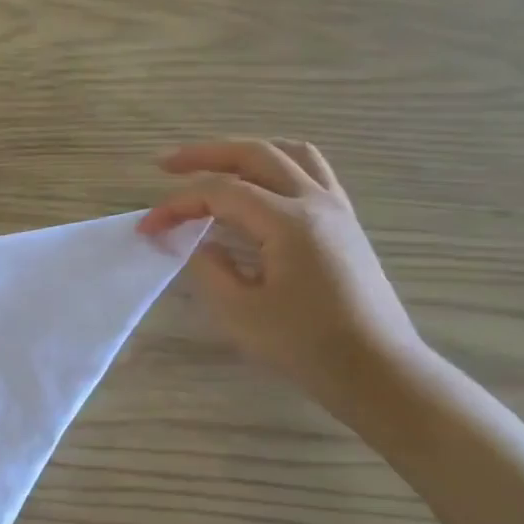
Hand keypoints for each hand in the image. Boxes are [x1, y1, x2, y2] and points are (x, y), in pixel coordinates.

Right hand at [139, 140, 424, 409]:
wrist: (375, 369)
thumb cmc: (304, 344)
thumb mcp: (238, 312)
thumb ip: (209, 268)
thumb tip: (200, 244)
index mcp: (288, 222)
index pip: (220, 193)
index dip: (177, 204)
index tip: (148, 228)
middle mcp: (315, 202)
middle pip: (256, 155)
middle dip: (205, 155)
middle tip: (166, 165)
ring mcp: (336, 209)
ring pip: (290, 155)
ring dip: (245, 154)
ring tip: (213, 167)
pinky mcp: (345, 224)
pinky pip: (310, 173)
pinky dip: (275, 167)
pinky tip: (257, 189)